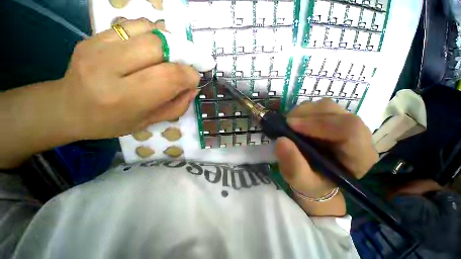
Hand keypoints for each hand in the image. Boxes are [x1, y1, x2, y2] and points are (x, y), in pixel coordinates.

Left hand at [60, 18, 199, 139]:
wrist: (67, 108)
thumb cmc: (111, 122)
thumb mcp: (150, 121)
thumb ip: (177, 105)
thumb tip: (193, 87)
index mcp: (125, 98)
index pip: (169, 77)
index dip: (190, 75)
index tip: (195, 79)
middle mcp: (108, 68)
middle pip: (160, 47)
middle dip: (184, 55)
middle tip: (188, 65)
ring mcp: (97, 47)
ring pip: (148, 30)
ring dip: (170, 42)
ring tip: (172, 57)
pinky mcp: (94, 36)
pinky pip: (134, 24)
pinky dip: (153, 33)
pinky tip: (154, 47)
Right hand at [275, 99, 377, 215]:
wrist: (316, 177)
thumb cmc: (312, 183)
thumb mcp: (301, 181)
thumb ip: (293, 165)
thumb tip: (281, 140)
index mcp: (359, 156)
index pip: (349, 129)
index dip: (318, 123)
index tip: (291, 126)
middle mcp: (357, 135)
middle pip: (335, 112)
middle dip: (305, 116)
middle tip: (286, 125)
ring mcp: (344, 123)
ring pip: (325, 106)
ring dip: (302, 113)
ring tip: (290, 126)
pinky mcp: (333, 118)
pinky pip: (317, 107)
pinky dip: (302, 113)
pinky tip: (295, 125)